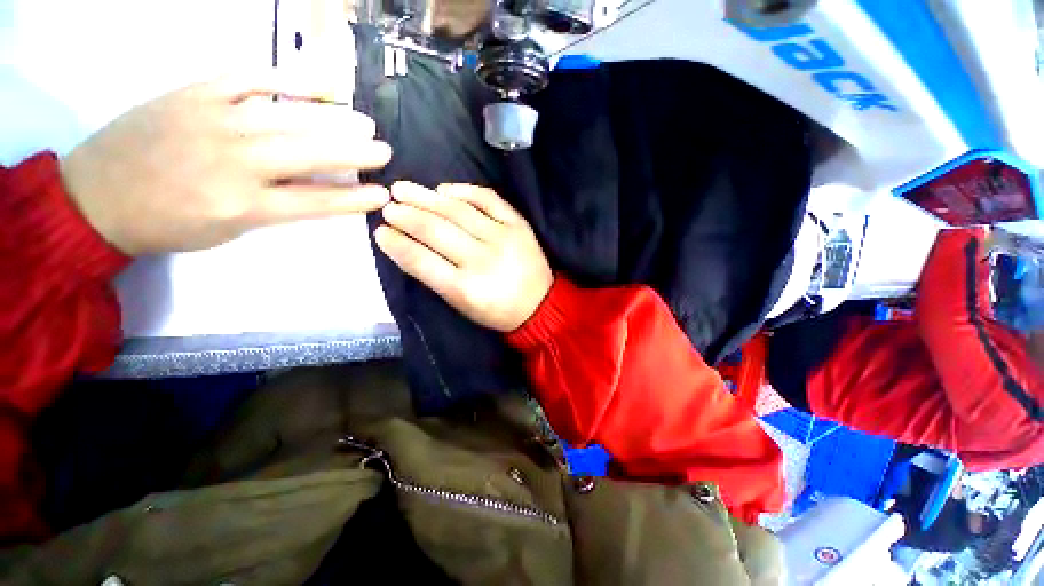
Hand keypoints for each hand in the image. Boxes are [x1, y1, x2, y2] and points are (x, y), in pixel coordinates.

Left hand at [60, 72, 393, 254]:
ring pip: (288, 117)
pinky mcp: (196, 93)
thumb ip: (276, 208)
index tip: (382, 194)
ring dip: (333, 119)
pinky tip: (319, 85)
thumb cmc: (167, 224)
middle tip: (384, 150)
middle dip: (355, 153)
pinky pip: (249, 79)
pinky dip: (288, 80)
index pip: (317, 201)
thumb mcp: (228, 230)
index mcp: (244, 206)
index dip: (355, 198)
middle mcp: (235, 162)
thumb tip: (318, 190)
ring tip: (364, 121)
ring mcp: (214, 121)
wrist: (96, 197)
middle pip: (310, 154)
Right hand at [374, 182, 553, 331]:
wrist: (540, 305)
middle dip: (406, 215)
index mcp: (465, 288)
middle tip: (388, 205)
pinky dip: (464, 191)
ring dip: (427, 197)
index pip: (421, 260)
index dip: (396, 243)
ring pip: (458, 211)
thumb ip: (435, 277)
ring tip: (403, 189)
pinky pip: (488, 199)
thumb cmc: (497, 311)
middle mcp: (482, 260)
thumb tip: (406, 246)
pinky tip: (445, 189)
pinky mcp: (519, 225)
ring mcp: (503, 238)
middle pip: (436, 230)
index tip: (380, 231)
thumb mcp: (461, 306)